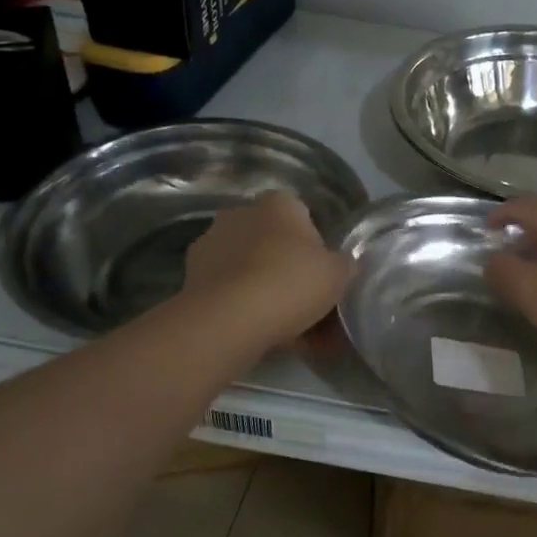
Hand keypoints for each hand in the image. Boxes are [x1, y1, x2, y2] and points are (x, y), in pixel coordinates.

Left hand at [180, 192, 351, 349]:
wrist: (230, 319)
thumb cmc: (291, 283)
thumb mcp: (337, 274)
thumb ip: (344, 264)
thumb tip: (342, 265)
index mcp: (278, 203)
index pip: (302, 215)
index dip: (315, 246)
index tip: (322, 274)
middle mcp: (240, 214)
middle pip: (273, 242)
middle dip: (288, 269)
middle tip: (307, 304)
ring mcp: (211, 244)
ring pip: (251, 268)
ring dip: (266, 289)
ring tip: (288, 329)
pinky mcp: (192, 276)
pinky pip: (231, 289)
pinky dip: (245, 306)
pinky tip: (263, 334)